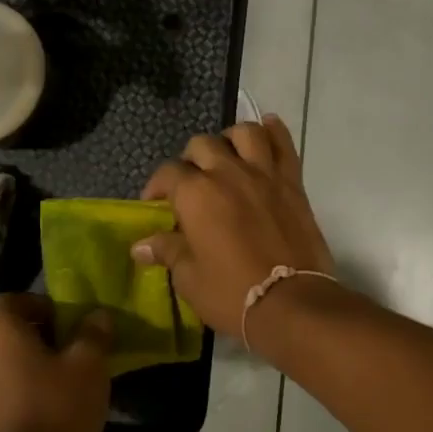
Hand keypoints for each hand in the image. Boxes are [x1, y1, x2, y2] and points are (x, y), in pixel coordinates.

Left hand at [0, 295, 112, 431]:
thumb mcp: (89, 367)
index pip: (12, 300)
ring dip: (16, 373)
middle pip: (2, 335)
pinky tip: (31, 424)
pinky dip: (5, 403)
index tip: (65, 326)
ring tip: (48, 394)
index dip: (40, 306)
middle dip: (30, 341)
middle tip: (63, 359)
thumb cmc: (55, 411)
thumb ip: (93, 334)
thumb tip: (97, 315)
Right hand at [134, 116, 335, 337]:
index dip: (156, 186)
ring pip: (244, 133)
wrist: (290, 302)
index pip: (167, 173)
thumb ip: (167, 251)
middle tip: (191, 183)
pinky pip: (284, 144)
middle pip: (202, 145)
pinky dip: (274, 131)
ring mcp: (263, 173)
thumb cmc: (231, 293)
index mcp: (195, 193)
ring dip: (230, 139)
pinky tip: (266, 128)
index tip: (156, 204)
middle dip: (190, 160)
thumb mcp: (189, 277)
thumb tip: (140, 246)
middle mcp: (227, 172)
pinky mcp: (292, 182)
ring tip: (227, 157)